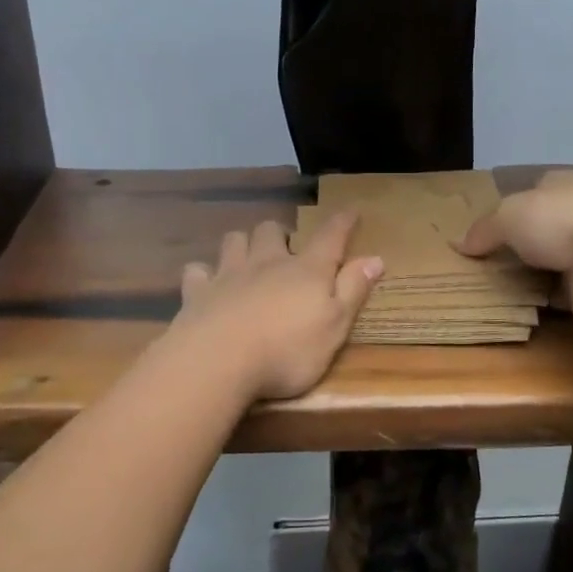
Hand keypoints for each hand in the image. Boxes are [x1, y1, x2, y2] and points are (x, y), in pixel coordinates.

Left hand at [170, 210, 384, 400]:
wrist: (219, 360)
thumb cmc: (287, 350)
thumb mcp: (335, 326)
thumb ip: (353, 290)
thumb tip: (375, 258)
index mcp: (306, 271)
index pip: (330, 237)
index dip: (342, 223)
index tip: (351, 211)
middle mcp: (267, 262)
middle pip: (271, 231)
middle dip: (280, 234)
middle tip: (286, 248)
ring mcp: (228, 273)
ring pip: (234, 240)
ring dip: (243, 244)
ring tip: (248, 257)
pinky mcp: (198, 291)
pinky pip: (197, 270)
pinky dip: (203, 273)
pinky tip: (206, 283)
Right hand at [456, 169, 572, 324]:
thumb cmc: (557, 220)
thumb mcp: (506, 217)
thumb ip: (483, 230)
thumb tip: (457, 244)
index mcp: (562, 185)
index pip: (536, 191)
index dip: (514, 208)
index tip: (492, 229)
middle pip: (545, 228)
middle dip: (524, 245)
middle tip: (489, 265)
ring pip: (556, 262)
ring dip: (537, 276)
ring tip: (501, 290)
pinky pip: (565, 294)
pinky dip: (549, 301)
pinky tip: (526, 308)